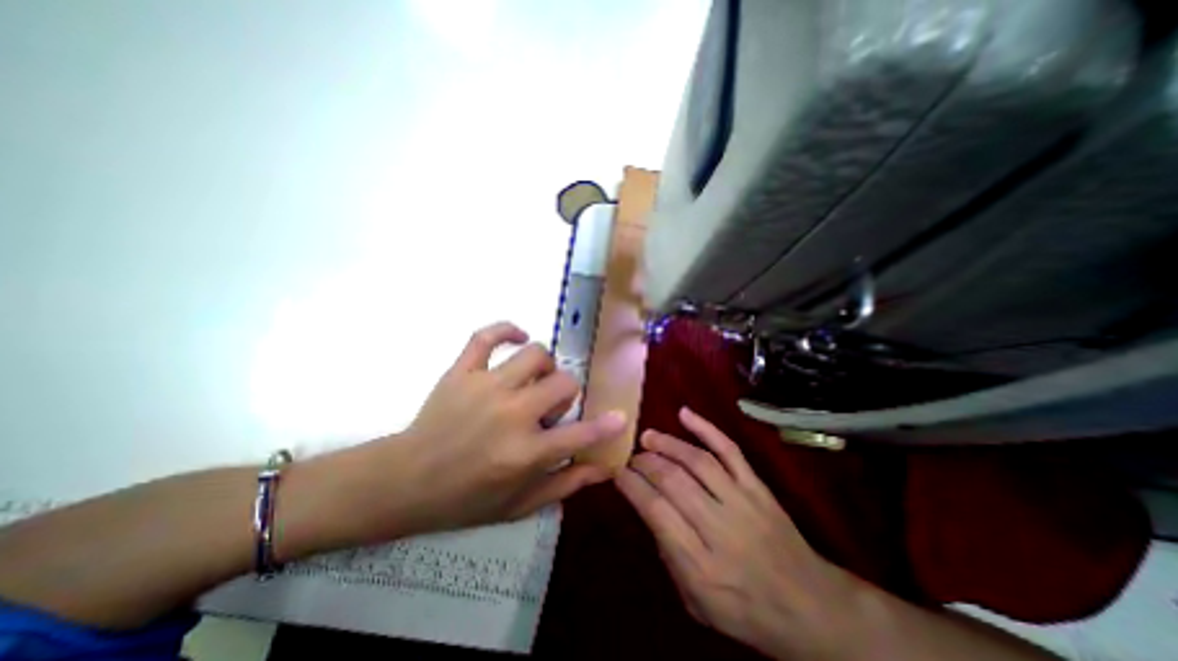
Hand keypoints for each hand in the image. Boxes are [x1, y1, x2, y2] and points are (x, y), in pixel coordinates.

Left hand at [343, 320, 624, 542]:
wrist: (405, 481)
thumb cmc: (465, 498)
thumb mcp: (520, 504)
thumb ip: (565, 484)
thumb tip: (604, 468)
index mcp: (525, 452)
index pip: (578, 434)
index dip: (605, 426)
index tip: (620, 417)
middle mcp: (511, 414)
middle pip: (563, 382)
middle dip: (567, 393)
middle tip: (550, 406)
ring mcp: (485, 387)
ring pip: (535, 354)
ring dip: (545, 366)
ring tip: (535, 380)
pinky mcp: (462, 371)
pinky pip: (487, 335)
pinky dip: (507, 330)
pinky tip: (517, 338)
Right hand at [617, 411, 856, 657]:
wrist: (811, 606)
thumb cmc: (745, 610)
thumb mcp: (696, 602)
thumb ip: (668, 554)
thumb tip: (649, 508)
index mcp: (700, 564)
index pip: (656, 511)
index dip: (632, 485)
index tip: (618, 471)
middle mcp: (719, 527)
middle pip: (673, 481)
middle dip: (645, 463)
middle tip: (632, 456)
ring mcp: (741, 501)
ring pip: (697, 461)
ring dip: (667, 444)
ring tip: (648, 437)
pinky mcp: (757, 486)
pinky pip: (729, 450)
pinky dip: (706, 429)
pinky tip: (685, 414)